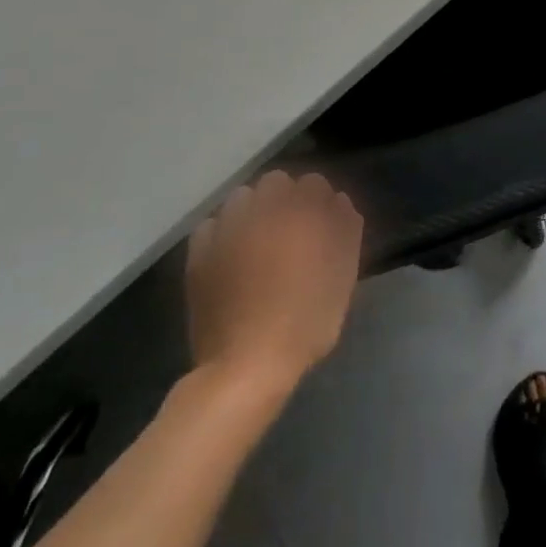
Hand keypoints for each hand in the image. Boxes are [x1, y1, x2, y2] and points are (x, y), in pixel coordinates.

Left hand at [186, 171, 363, 395]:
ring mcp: (229, 228)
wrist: (248, 364)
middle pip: (276, 182)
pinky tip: (229, 253)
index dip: (320, 201)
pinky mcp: (200, 252)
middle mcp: (265, 210)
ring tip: (257, 239)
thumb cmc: (307, 321)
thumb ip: (346, 231)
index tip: (323, 224)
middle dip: (285, 198)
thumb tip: (339, 201)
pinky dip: (222, 231)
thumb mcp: (343, 277)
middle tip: (290, 231)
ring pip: (242, 196)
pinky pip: (212, 224)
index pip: (314, 182)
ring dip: (253, 209)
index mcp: (304, 213)